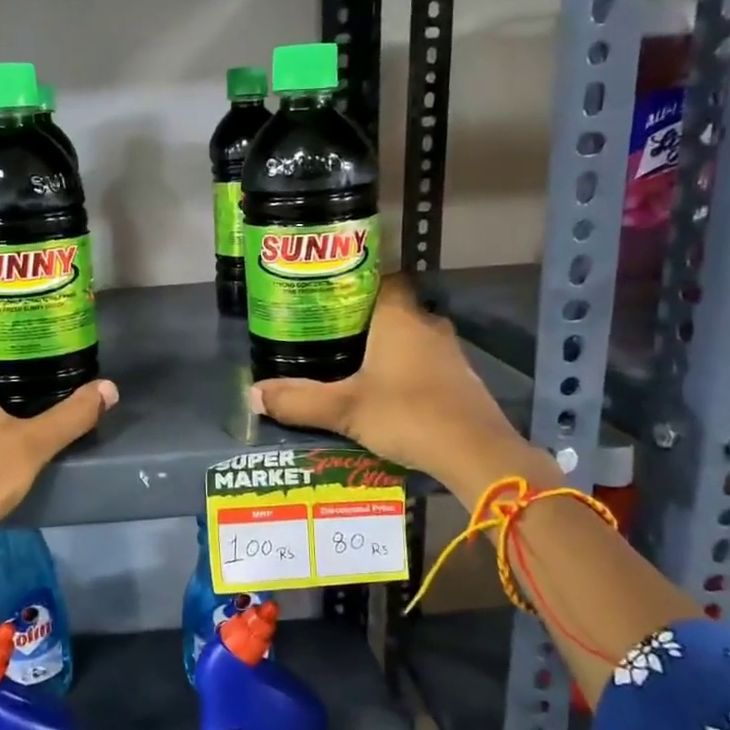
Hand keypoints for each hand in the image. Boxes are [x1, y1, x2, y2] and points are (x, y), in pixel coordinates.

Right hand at [249, 276, 551, 495]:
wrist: (476, 453)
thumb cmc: (407, 414)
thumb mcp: (344, 410)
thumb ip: (299, 401)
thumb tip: (252, 395)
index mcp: (399, 317)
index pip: (382, 277)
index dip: (356, 280)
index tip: (328, 292)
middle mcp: (427, 325)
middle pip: (393, 308)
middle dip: (363, 318)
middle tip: (328, 332)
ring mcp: (449, 353)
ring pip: (410, 337)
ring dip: (385, 346)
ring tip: (349, 361)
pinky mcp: (460, 379)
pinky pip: (424, 361)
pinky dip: (404, 369)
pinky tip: (384, 390)